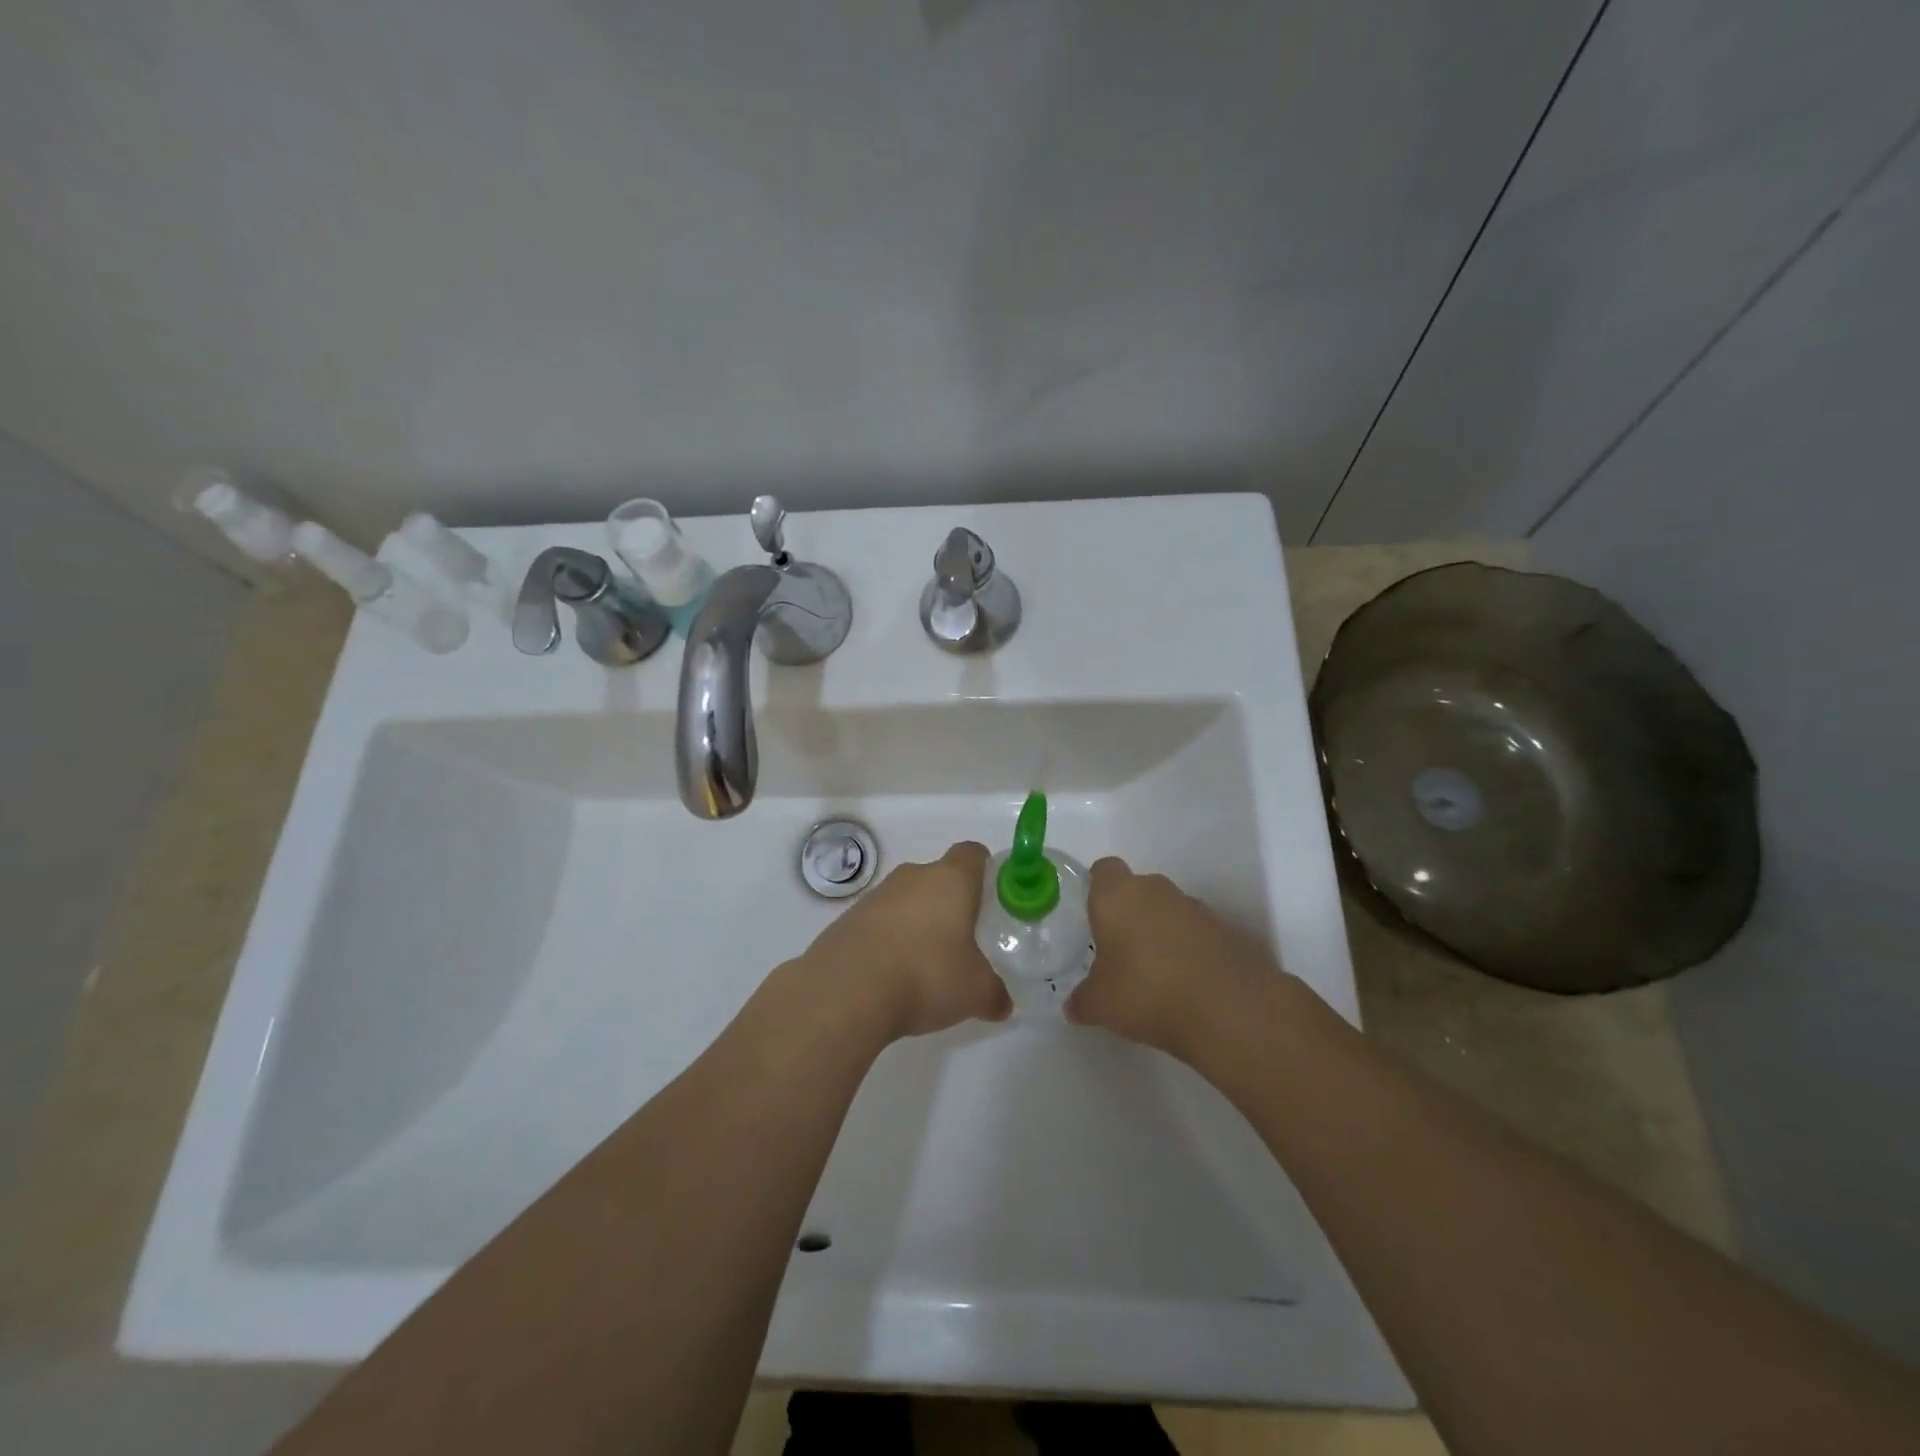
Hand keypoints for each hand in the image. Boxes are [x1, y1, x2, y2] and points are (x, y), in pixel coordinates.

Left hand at [800, 841, 1011, 1040]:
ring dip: (916, 924)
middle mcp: (913, 876)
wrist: (847, 990)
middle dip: (949, 904)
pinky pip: (878, 923)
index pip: (972, 854)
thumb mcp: (974, 992)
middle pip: (937, 877)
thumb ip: (993, 994)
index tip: (990, 894)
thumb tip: (1002, 1003)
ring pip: (906, 901)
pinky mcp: (847, 919)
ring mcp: (876, 896)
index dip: (983, 868)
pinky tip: (891, 977)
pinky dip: (888, 942)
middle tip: (961, 940)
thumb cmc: (926, 974)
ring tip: (924, 966)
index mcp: (951, 880)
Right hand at [1065, 857, 1279, 1059]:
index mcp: (1118, 895)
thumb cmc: (1147, 992)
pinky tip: (1187, 985)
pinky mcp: (1228, 931)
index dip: (1097, 889)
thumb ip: (1082, 1000)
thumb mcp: (1099, 1005)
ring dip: (1162, 932)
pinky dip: (1191, 951)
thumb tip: (1074, 1005)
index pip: (1104, 870)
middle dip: (1130, 914)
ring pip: (1170, 911)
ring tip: (1156, 975)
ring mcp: (1197, 908)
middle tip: (1120, 952)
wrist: (1229, 1010)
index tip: (1094, 916)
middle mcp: (1157, 890)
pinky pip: (1198, 934)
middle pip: (1138, 889)